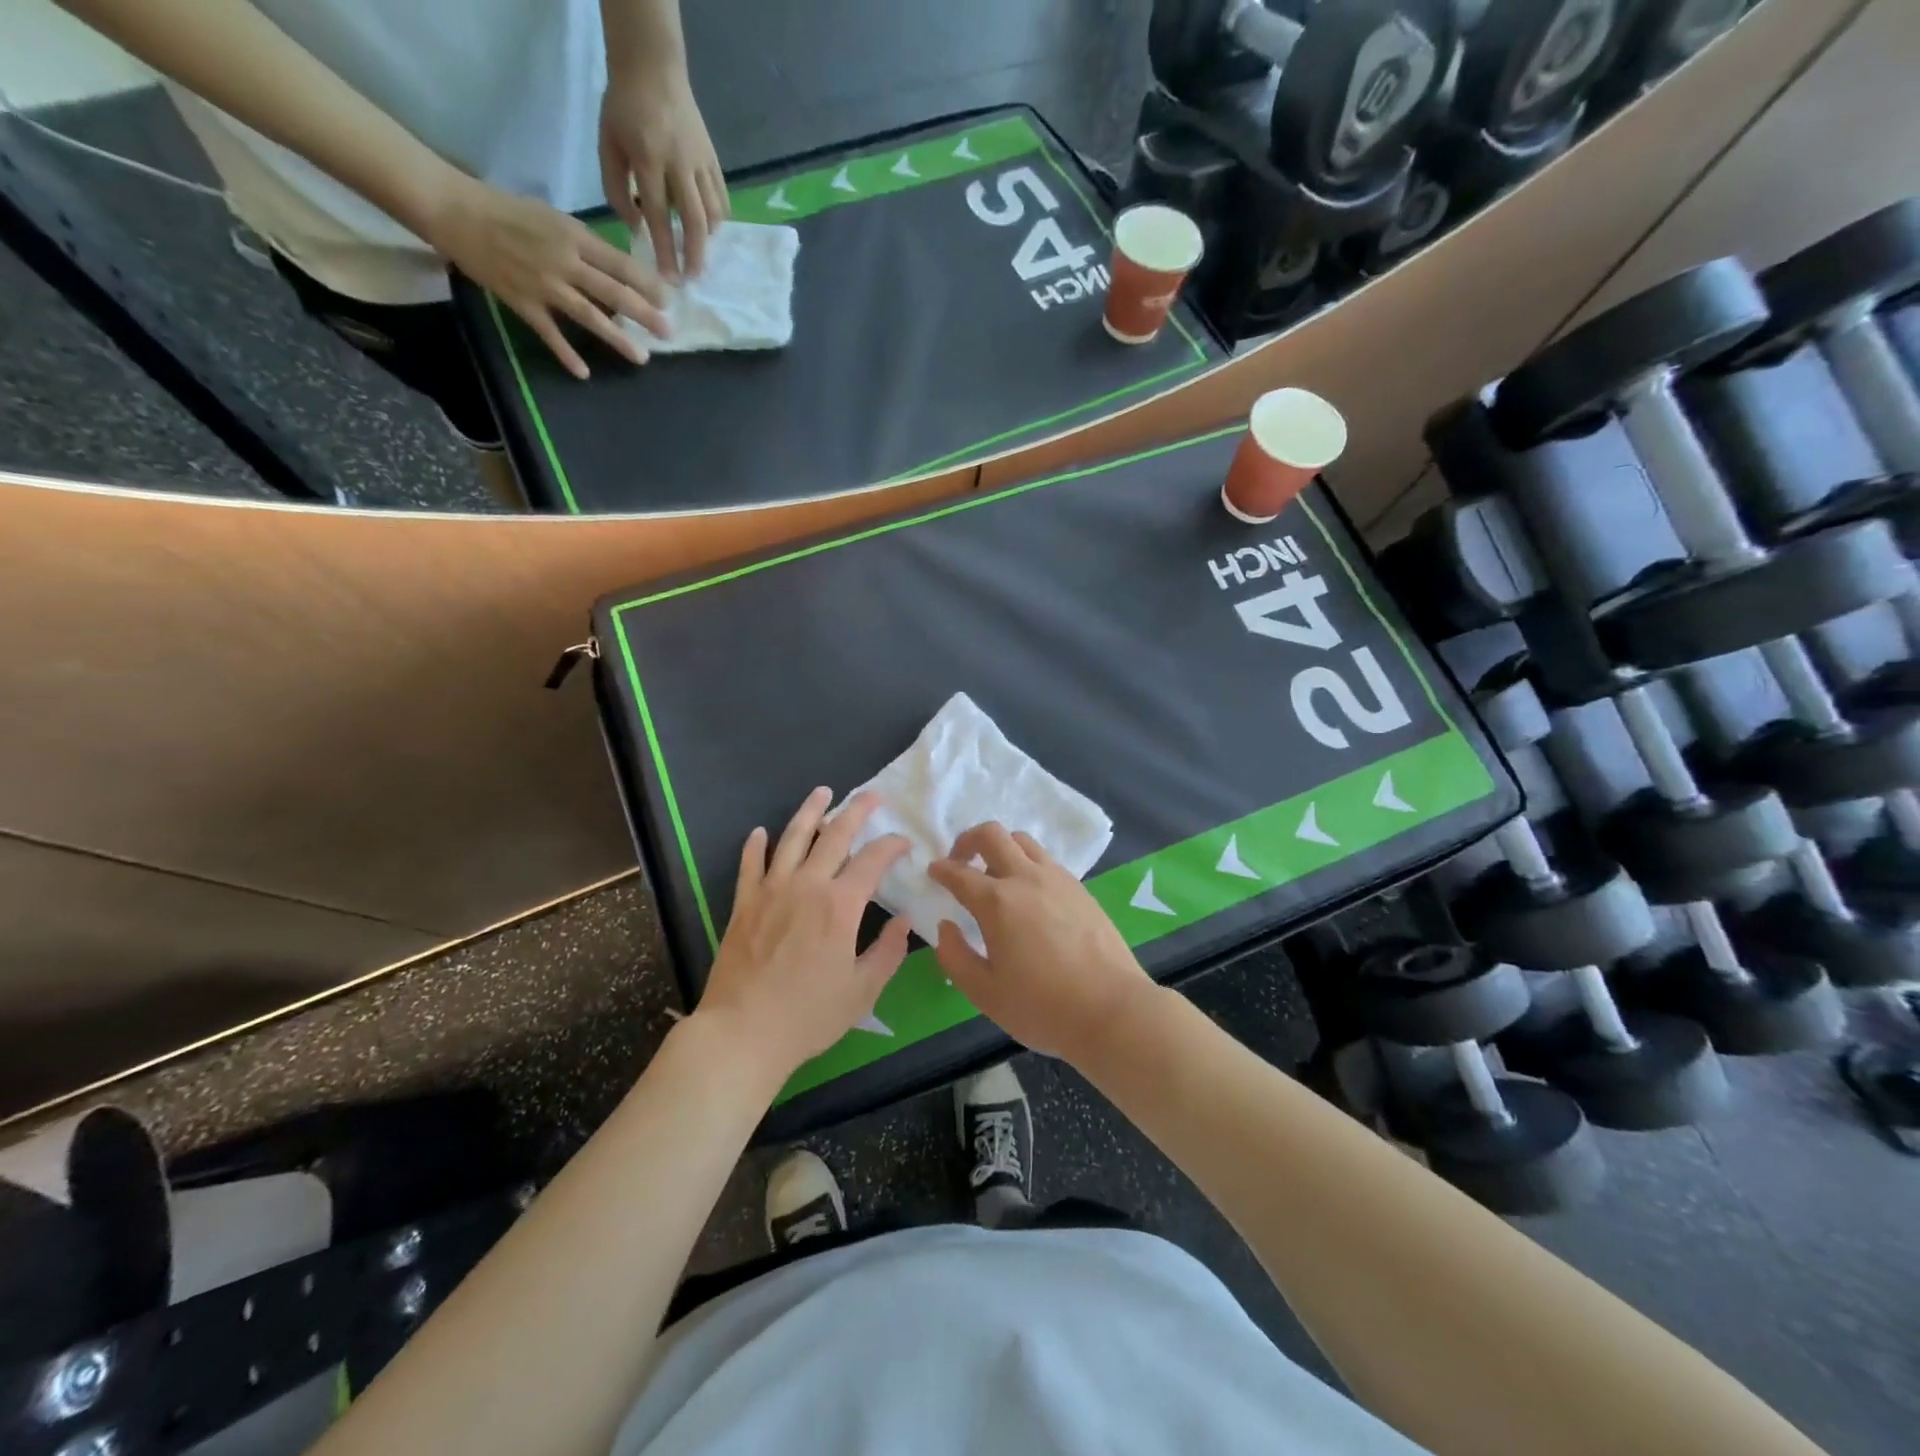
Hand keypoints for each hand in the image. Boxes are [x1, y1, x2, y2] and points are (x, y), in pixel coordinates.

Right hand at [425, 177, 668, 378]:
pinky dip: (567, 354)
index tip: (668, 301)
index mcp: (573, 235)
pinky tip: (585, 373)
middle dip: (644, 314)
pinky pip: (549, 333)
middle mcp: (563, 260)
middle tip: (668, 333)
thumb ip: (585, 244)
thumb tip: (619, 269)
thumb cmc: (507, 211)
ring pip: (589, 315)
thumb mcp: (553, 218)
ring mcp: (543, 284)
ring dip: (618, 339)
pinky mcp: (522, 301)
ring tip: (642, 358)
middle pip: (613, 292)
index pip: (619, 263)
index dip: (646, 284)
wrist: (454, 209)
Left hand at [599, 63, 727, 278]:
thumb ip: (616, 189)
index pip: (659, 216)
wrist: (652, 66)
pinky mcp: (713, 159)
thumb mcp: (608, 144)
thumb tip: (636, 229)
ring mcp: (700, 162)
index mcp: (648, 159)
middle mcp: (679, 164)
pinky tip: (710, 231)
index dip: (665, 250)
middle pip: (694, 221)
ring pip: (712, 212)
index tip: (668, 278)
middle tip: (692, 278)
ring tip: (698, 254)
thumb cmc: (624, 107)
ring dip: (707, 239)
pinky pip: (721, 198)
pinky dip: (718, 220)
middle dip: (694, 254)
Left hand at [695, 788, 911, 1077]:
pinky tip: (760, 831)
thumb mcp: (862, 991)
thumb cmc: (808, 1016)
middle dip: (857, 811)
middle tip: (871, 796)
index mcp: (840, 905)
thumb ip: (888, 952)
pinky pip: (750, 864)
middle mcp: (807, 886)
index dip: (892, 846)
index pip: (873, 860)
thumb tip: (903, 920)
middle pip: (834, 835)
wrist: (742, 1032)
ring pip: (792, 838)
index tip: (904, 842)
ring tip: (822, 792)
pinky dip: (756, 845)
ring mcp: (771, 891)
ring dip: (810, 812)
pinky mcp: (744, 904)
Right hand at [929, 824, 1155, 1061]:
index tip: (933, 872)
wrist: (1111, 1010)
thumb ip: (955, 957)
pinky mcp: (1080, 888)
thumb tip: (946, 927)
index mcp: (997, 902)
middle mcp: (1026, 878)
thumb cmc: (1043, 1007)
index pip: (959, 873)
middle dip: (968, 841)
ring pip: (1022, 841)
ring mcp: (1057, 879)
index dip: (940, 870)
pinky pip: (1046, 860)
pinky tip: (1028, 893)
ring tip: (995, 876)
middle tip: (960, 862)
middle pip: (992, 835)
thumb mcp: (985, 993)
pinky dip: (1027, 863)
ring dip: (1001, 848)